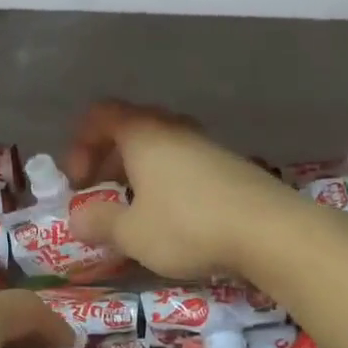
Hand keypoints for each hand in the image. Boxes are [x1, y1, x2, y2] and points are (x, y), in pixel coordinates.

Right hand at [62, 100, 297, 279]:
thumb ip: (99, 223)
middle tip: (101, 191)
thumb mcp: (132, 233)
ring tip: (135, 207)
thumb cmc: (188, 226)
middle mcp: (174, 129)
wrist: (271, 232)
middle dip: (108, 158)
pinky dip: (167, 180)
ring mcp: (206, 145)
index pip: (100, 115)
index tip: (79, 181)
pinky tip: (173, 216)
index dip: (80, 144)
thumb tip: (76, 219)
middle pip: (130, 128)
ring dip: (139, 171)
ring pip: (160, 146)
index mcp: (143, 134)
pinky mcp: (230, 165)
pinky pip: (185, 162)